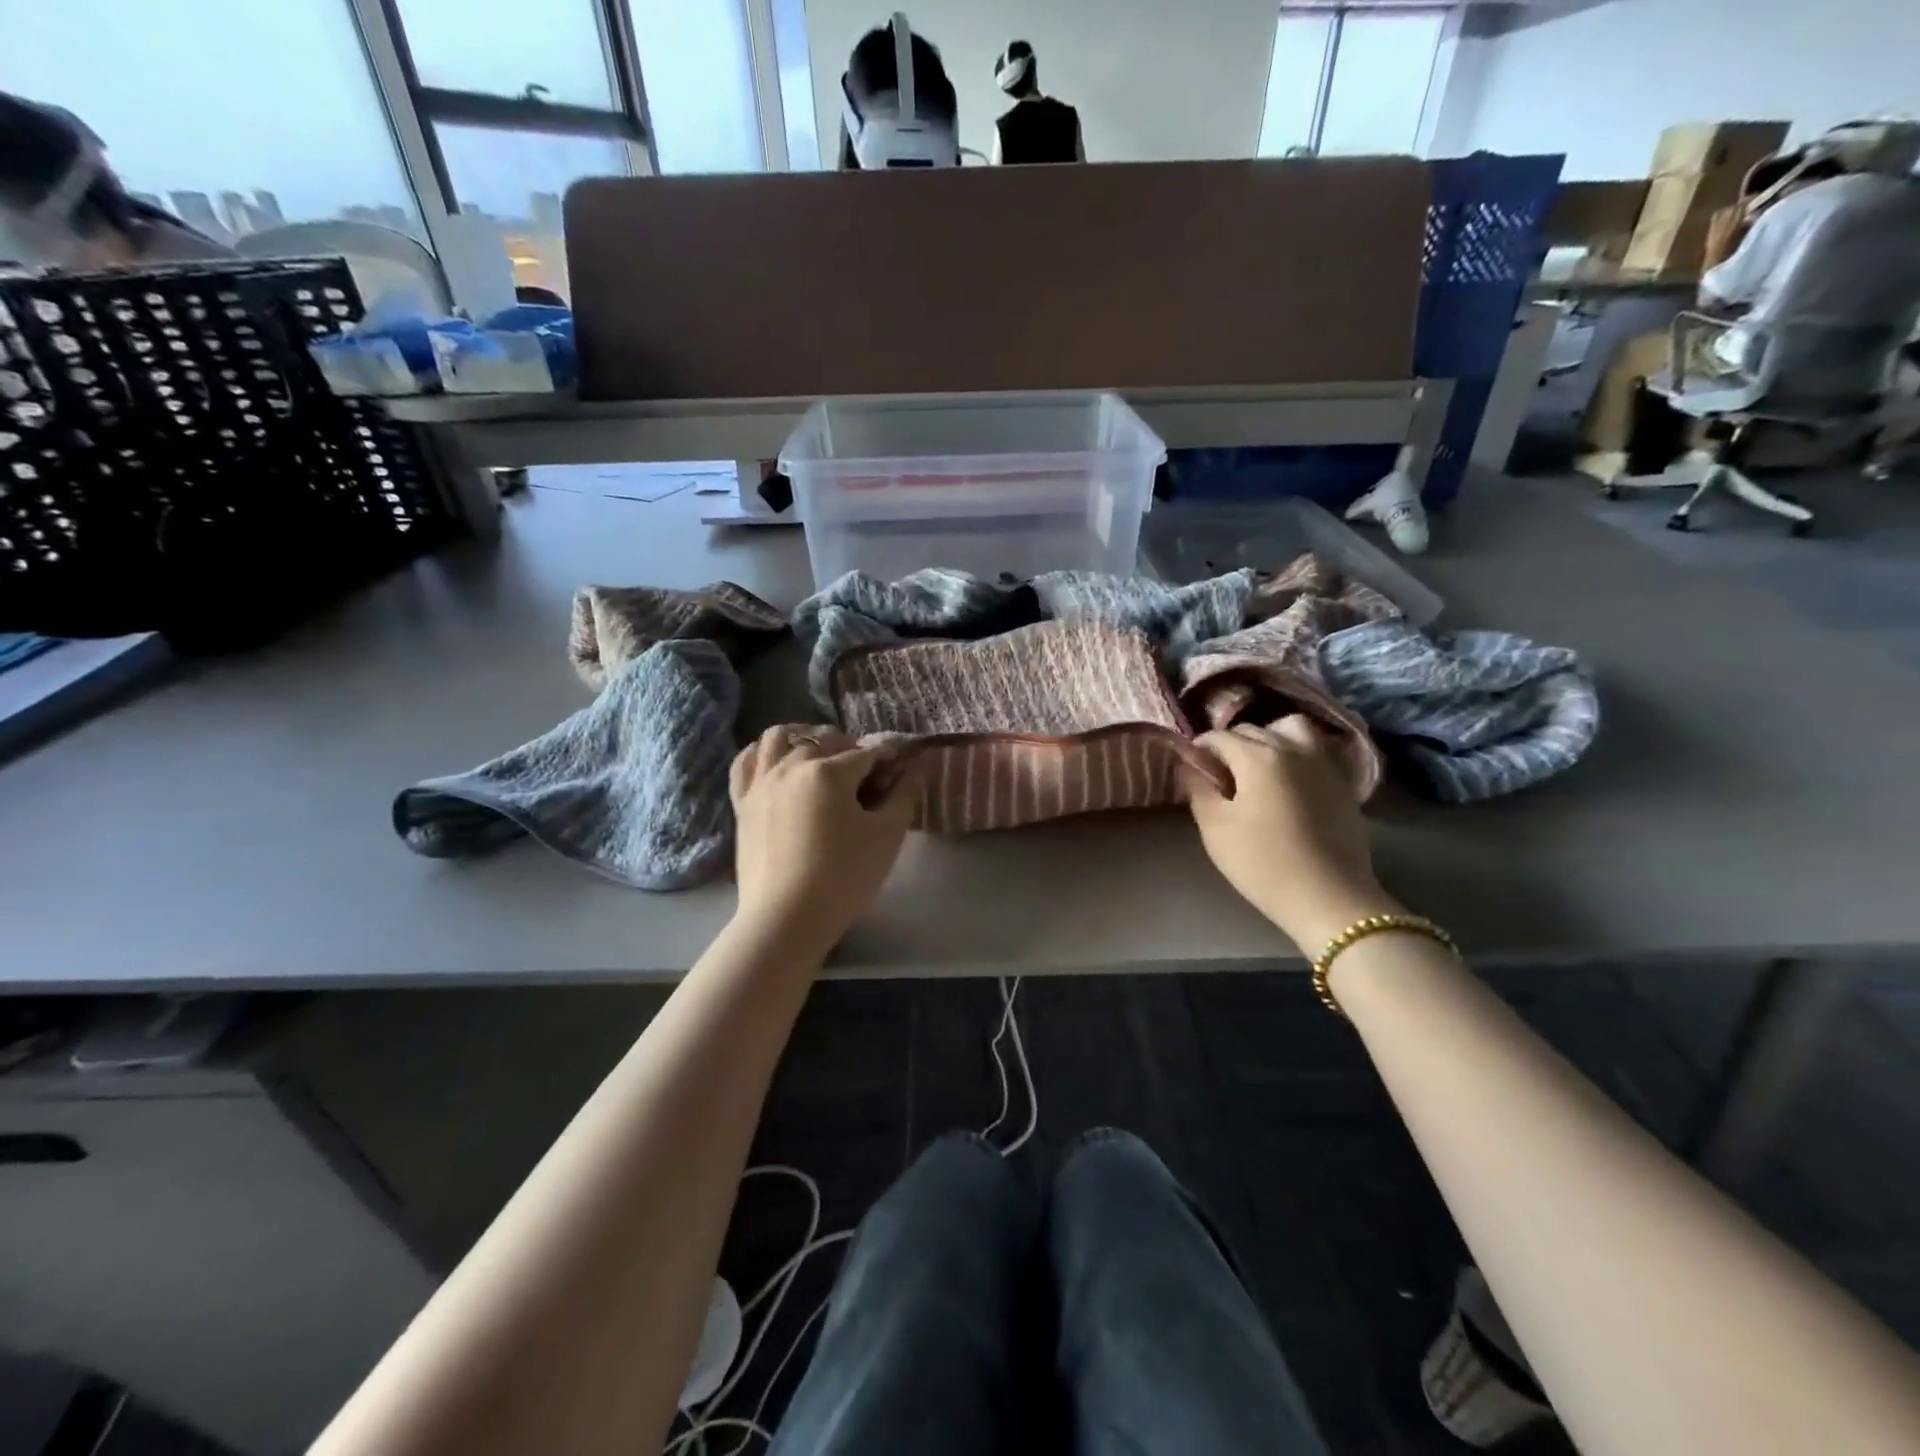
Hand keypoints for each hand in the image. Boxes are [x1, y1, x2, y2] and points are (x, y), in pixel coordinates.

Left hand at [729, 725, 917, 958]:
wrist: (785, 919)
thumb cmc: (844, 877)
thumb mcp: (887, 836)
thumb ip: (905, 793)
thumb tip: (919, 763)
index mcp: (829, 771)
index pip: (868, 753)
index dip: (888, 762)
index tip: (898, 777)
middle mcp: (791, 765)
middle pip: (827, 741)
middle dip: (851, 751)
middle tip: (866, 780)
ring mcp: (761, 782)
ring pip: (780, 738)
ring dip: (805, 739)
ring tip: (821, 759)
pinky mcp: (742, 802)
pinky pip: (747, 761)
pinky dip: (763, 753)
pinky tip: (777, 763)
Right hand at [1186, 718, 1397, 950]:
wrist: (1328, 897)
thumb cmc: (1262, 862)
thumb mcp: (1215, 827)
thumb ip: (1198, 788)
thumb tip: (1189, 765)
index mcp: (1258, 756)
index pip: (1219, 737)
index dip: (1199, 748)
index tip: (1190, 766)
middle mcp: (1292, 748)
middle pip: (1253, 730)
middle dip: (1230, 744)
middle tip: (1218, 773)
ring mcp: (1323, 763)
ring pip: (1291, 729)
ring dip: (1270, 737)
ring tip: (1259, 765)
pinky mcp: (1342, 783)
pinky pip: (1315, 750)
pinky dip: (1297, 753)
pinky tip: (1288, 780)